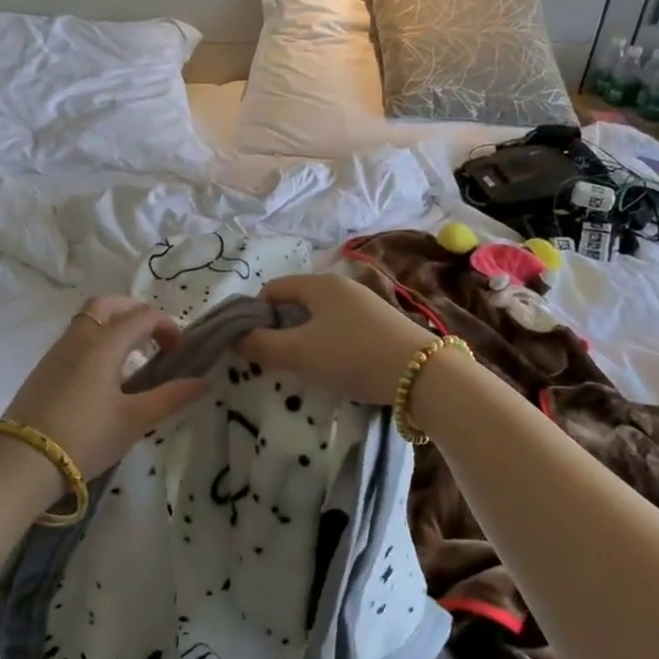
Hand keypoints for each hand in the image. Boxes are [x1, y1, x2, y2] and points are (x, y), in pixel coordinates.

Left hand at [1, 296, 206, 480]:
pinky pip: (74, 341)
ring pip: (87, 321)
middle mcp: (79, 338)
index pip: (142, 316)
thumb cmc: (85, 437)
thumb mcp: (135, 420)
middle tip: (153, 337)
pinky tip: (102, 379)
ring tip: (130, 360)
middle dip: (134, 312)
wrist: (22, 461)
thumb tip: (203, 382)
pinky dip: (95, 343)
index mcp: (104, 343)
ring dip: (113, 327)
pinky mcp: (42, 370)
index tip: (179, 352)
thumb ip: (171, 397)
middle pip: (107, 305)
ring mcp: (56, 352)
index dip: (167, 327)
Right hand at [237, 274, 435, 404]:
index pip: (272, 290)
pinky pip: (341, 328)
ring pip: (319, 318)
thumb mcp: (299, 353)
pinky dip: (329, 345)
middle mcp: (341, 286)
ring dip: (305, 339)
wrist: (423, 374)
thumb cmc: (352, 355)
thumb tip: (236, 339)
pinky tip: (337, 368)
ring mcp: (365, 304)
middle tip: (276, 360)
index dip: (255, 315)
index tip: (253, 345)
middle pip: (296, 303)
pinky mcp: (382, 324)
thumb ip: (261, 345)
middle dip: (280, 329)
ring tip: (305, 368)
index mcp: (319, 284)